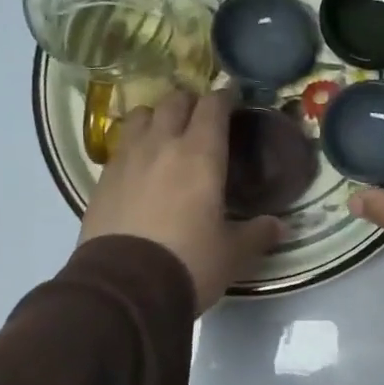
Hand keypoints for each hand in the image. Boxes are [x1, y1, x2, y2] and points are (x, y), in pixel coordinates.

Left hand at [80, 87, 280, 313]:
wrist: (125, 287)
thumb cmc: (189, 262)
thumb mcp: (233, 253)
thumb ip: (258, 234)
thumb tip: (280, 226)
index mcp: (201, 155)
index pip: (213, 107)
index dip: (225, 97)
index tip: (233, 97)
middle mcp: (162, 145)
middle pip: (174, 102)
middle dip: (191, 102)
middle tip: (202, 116)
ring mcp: (127, 159)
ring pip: (142, 116)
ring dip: (157, 117)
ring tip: (166, 133)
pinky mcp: (103, 179)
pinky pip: (121, 146)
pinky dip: (135, 144)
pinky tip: (141, 165)